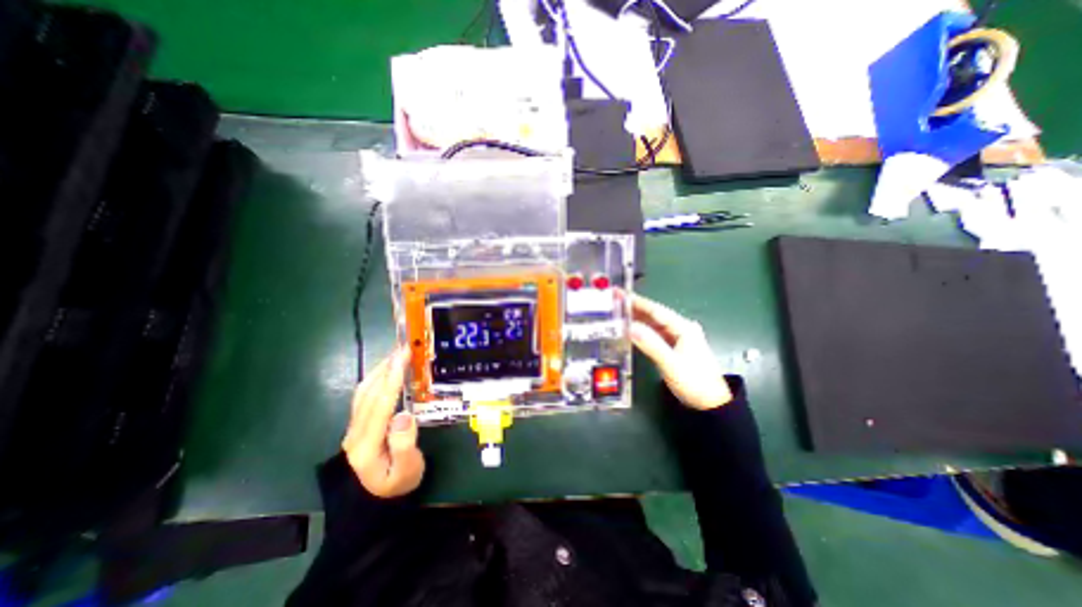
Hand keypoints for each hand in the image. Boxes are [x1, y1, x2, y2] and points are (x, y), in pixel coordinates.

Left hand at [339, 349, 424, 499]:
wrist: (374, 502)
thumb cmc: (397, 485)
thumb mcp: (407, 471)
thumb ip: (405, 445)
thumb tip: (404, 415)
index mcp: (366, 444)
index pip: (380, 405)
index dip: (392, 378)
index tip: (403, 356)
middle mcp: (355, 433)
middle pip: (369, 394)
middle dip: (387, 367)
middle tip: (404, 347)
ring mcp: (353, 428)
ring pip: (363, 392)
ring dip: (379, 370)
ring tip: (397, 354)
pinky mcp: (357, 425)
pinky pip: (364, 396)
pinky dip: (375, 378)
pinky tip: (386, 371)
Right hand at [626, 295, 735, 412]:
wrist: (710, 404)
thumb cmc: (694, 382)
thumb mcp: (671, 364)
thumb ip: (651, 345)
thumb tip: (629, 327)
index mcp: (683, 328)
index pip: (656, 310)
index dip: (636, 302)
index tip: (619, 294)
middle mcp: (680, 328)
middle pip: (654, 314)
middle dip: (634, 306)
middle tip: (614, 299)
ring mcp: (677, 338)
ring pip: (653, 324)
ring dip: (636, 317)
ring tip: (617, 311)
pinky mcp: (673, 347)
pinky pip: (654, 334)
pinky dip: (641, 330)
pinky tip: (630, 328)